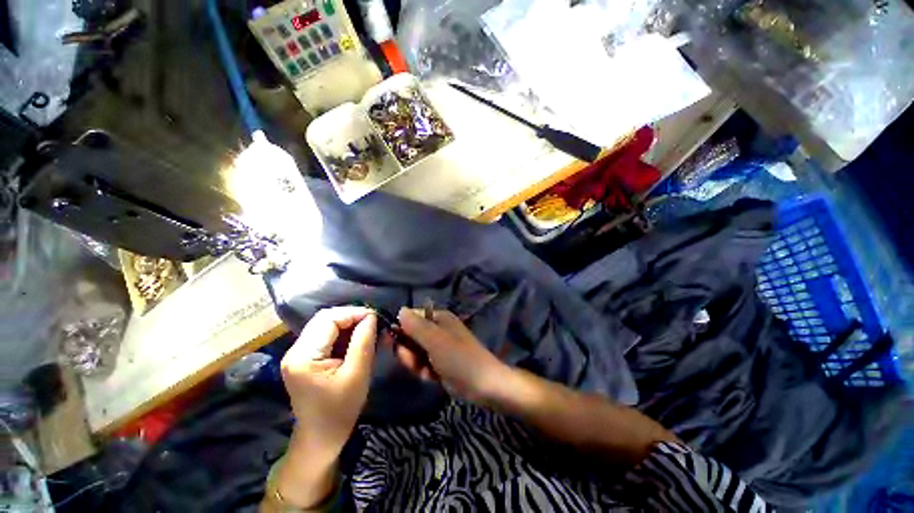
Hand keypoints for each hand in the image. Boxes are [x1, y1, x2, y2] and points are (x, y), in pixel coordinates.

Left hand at [281, 307, 376, 452]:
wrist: (321, 437)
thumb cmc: (340, 410)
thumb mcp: (358, 374)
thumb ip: (363, 341)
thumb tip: (371, 316)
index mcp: (303, 357)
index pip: (328, 319)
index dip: (353, 313)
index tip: (376, 317)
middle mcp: (295, 351)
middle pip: (324, 319)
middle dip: (351, 316)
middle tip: (373, 322)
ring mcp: (297, 354)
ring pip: (325, 325)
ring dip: (347, 323)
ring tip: (367, 328)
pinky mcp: (303, 358)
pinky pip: (324, 335)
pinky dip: (342, 332)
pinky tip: (356, 338)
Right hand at [395, 308, 510, 403]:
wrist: (483, 385)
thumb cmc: (459, 358)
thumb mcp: (435, 340)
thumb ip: (415, 326)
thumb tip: (400, 310)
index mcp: (439, 318)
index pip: (411, 317)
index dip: (400, 328)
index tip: (392, 343)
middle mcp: (438, 330)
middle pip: (411, 336)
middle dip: (408, 351)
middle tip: (413, 361)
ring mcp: (439, 347)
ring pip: (415, 353)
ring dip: (416, 363)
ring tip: (425, 371)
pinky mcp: (440, 363)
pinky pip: (423, 364)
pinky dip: (424, 372)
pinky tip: (432, 378)